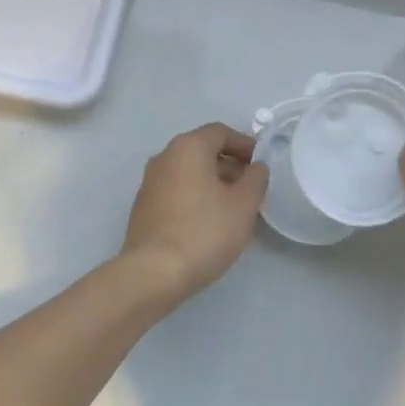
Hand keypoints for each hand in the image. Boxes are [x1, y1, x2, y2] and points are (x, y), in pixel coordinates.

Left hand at [120, 122, 268, 303]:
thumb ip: (256, 178)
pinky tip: (208, 222)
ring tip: (233, 208)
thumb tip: (256, 167)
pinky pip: (176, 190)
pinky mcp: (143, 207)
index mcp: (188, 147)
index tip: (261, 164)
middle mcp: (165, 156)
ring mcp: (149, 182)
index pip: (221, 132)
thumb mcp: (244, 204)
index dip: (245, 144)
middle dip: (230, 165)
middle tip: (251, 189)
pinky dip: (195, 196)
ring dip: (213, 183)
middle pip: (203, 151)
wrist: (153, 273)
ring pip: (189, 172)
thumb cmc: (204, 231)